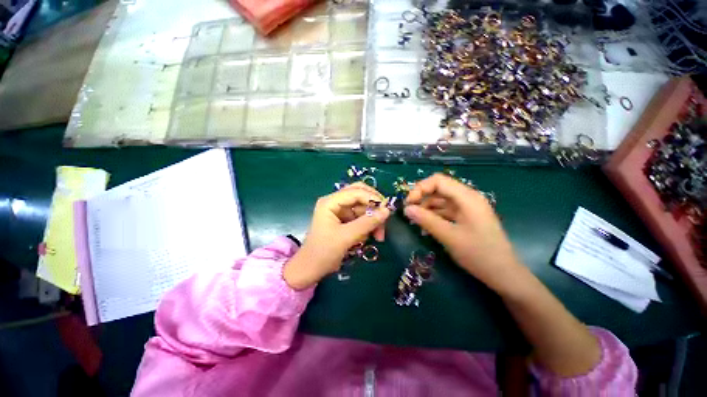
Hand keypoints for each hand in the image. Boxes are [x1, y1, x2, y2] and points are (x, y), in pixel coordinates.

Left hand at [283, 183, 390, 289]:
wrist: (310, 270)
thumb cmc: (323, 253)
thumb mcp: (346, 237)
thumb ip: (367, 223)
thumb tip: (387, 211)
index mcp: (330, 202)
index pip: (356, 192)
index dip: (373, 198)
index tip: (387, 210)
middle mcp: (335, 202)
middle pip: (360, 195)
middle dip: (373, 206)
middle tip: (385, 217)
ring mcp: (340, 211)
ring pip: (363, 207)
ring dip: (372, 219)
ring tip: (378, 236)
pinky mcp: (344, 220)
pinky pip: (361, 217)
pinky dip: (368, 226)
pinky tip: (369, 237)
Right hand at [404, 173, 520, 292]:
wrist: (504, 274)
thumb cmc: (479, 254)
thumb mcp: (449, 236)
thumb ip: (426, 220)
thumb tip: (406, 209)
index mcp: (467, 197)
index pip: (438, 181)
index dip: (420, 188)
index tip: (408, 203)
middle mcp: (467, 198)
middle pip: (439, 188)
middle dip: (422, 197)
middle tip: (409, 211)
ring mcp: (467, 208)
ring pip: (441, 200)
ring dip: (426, 207)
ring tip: (414, 219)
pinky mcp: (466, 217)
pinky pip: (445, 210)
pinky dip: (434, 214)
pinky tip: (425, 224)